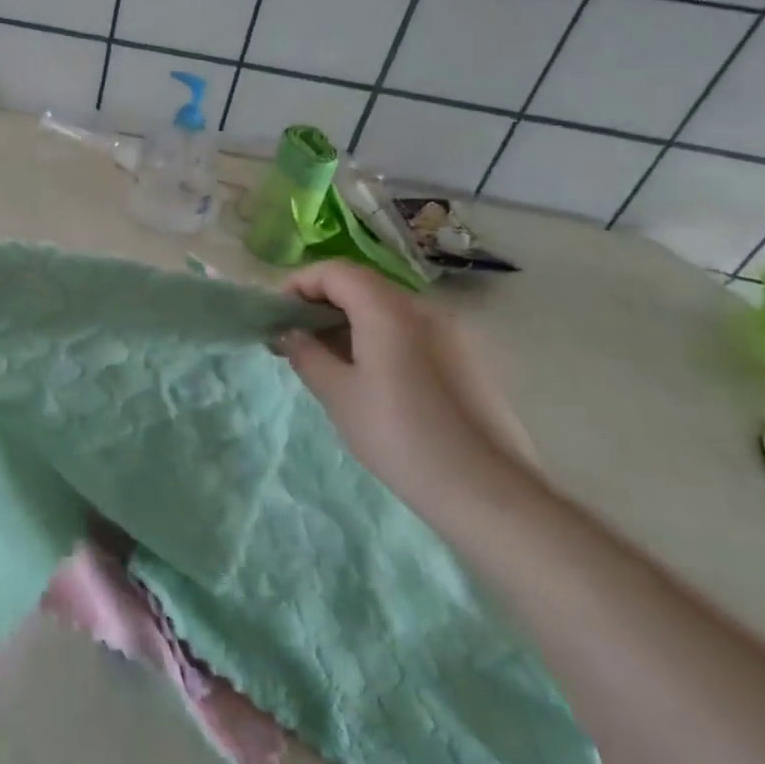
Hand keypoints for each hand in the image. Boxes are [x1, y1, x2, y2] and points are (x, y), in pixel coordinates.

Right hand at [274, 261, 538, 515]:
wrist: (487, 492)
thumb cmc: (399, 436)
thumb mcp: (338, 395)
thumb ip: (306, 353)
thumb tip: (290, 333)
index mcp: (390, 310)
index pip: (335, 271)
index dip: (299, 284)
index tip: (277, 314)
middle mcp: (424, 309)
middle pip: (363, 285)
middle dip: (321, 303)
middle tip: (294, 338)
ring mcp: (452, 332)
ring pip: (387, 308)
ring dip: (349, 322)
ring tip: (326, 360)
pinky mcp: (466, 358)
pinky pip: (411, 330)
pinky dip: (378, 337)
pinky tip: (368, 376)